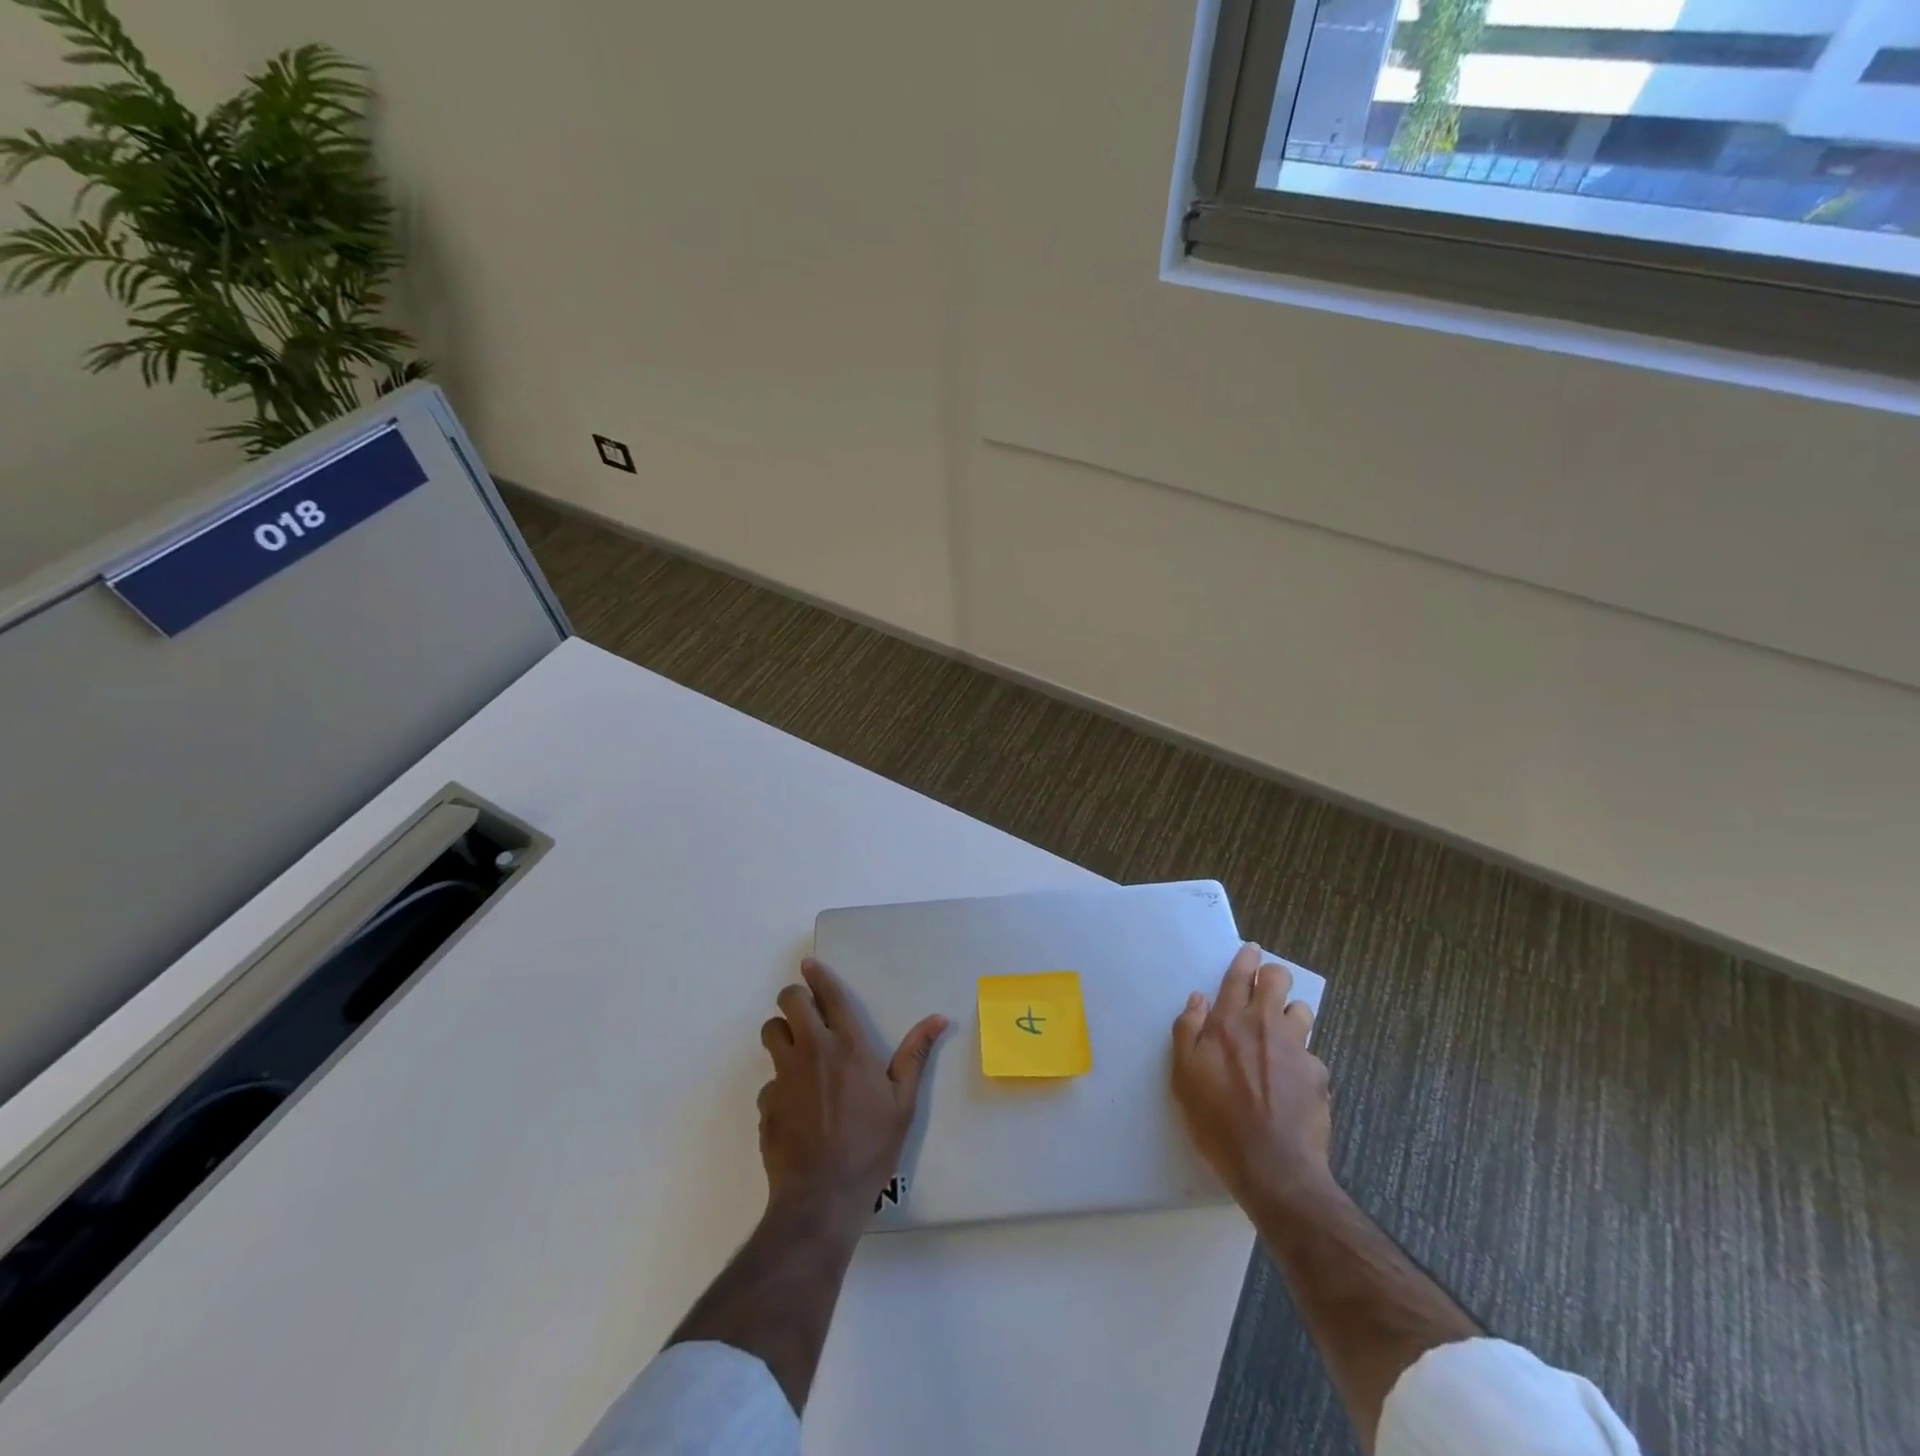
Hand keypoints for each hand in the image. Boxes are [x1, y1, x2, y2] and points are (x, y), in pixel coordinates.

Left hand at [758, 957, 947, 1231]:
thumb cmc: (870, 1146)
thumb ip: (915, 1056)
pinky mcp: (767, 1103)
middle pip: (789, 1003)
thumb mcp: (903, 1103)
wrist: (822, 1197)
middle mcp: (812, 1051)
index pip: (829, 996)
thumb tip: (938, 1018)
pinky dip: (779, 1084)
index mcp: (848, 1046)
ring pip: (771, 1032)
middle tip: (805, 1011)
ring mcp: (785, 1076)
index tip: (809, 964)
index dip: (817, 975)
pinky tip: (795, 1107)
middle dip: (795, 999)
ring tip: (796, 1050)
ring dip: (781, 1033)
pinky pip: (769, 1080)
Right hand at [1172, 942, 1332, 1210]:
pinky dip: (1300, 1061)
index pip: (1239, 976)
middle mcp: (1264, 1025)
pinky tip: (1291, 1084)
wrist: (1273, 1168)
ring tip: (1279, 1037)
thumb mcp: (1183, 1076)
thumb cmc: (1217, 1121)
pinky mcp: (1319, 1074)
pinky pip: (1310, 1054)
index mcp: (1228, 1022)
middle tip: (1265, 990)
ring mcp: (1296, 1048)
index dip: (1246, 959)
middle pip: (1278, 979)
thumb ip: (1187, 1031)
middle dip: (1273, 976)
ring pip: (1301, 1010)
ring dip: (1290, 1015)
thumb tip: (1197, 1000)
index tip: (1251, 950)